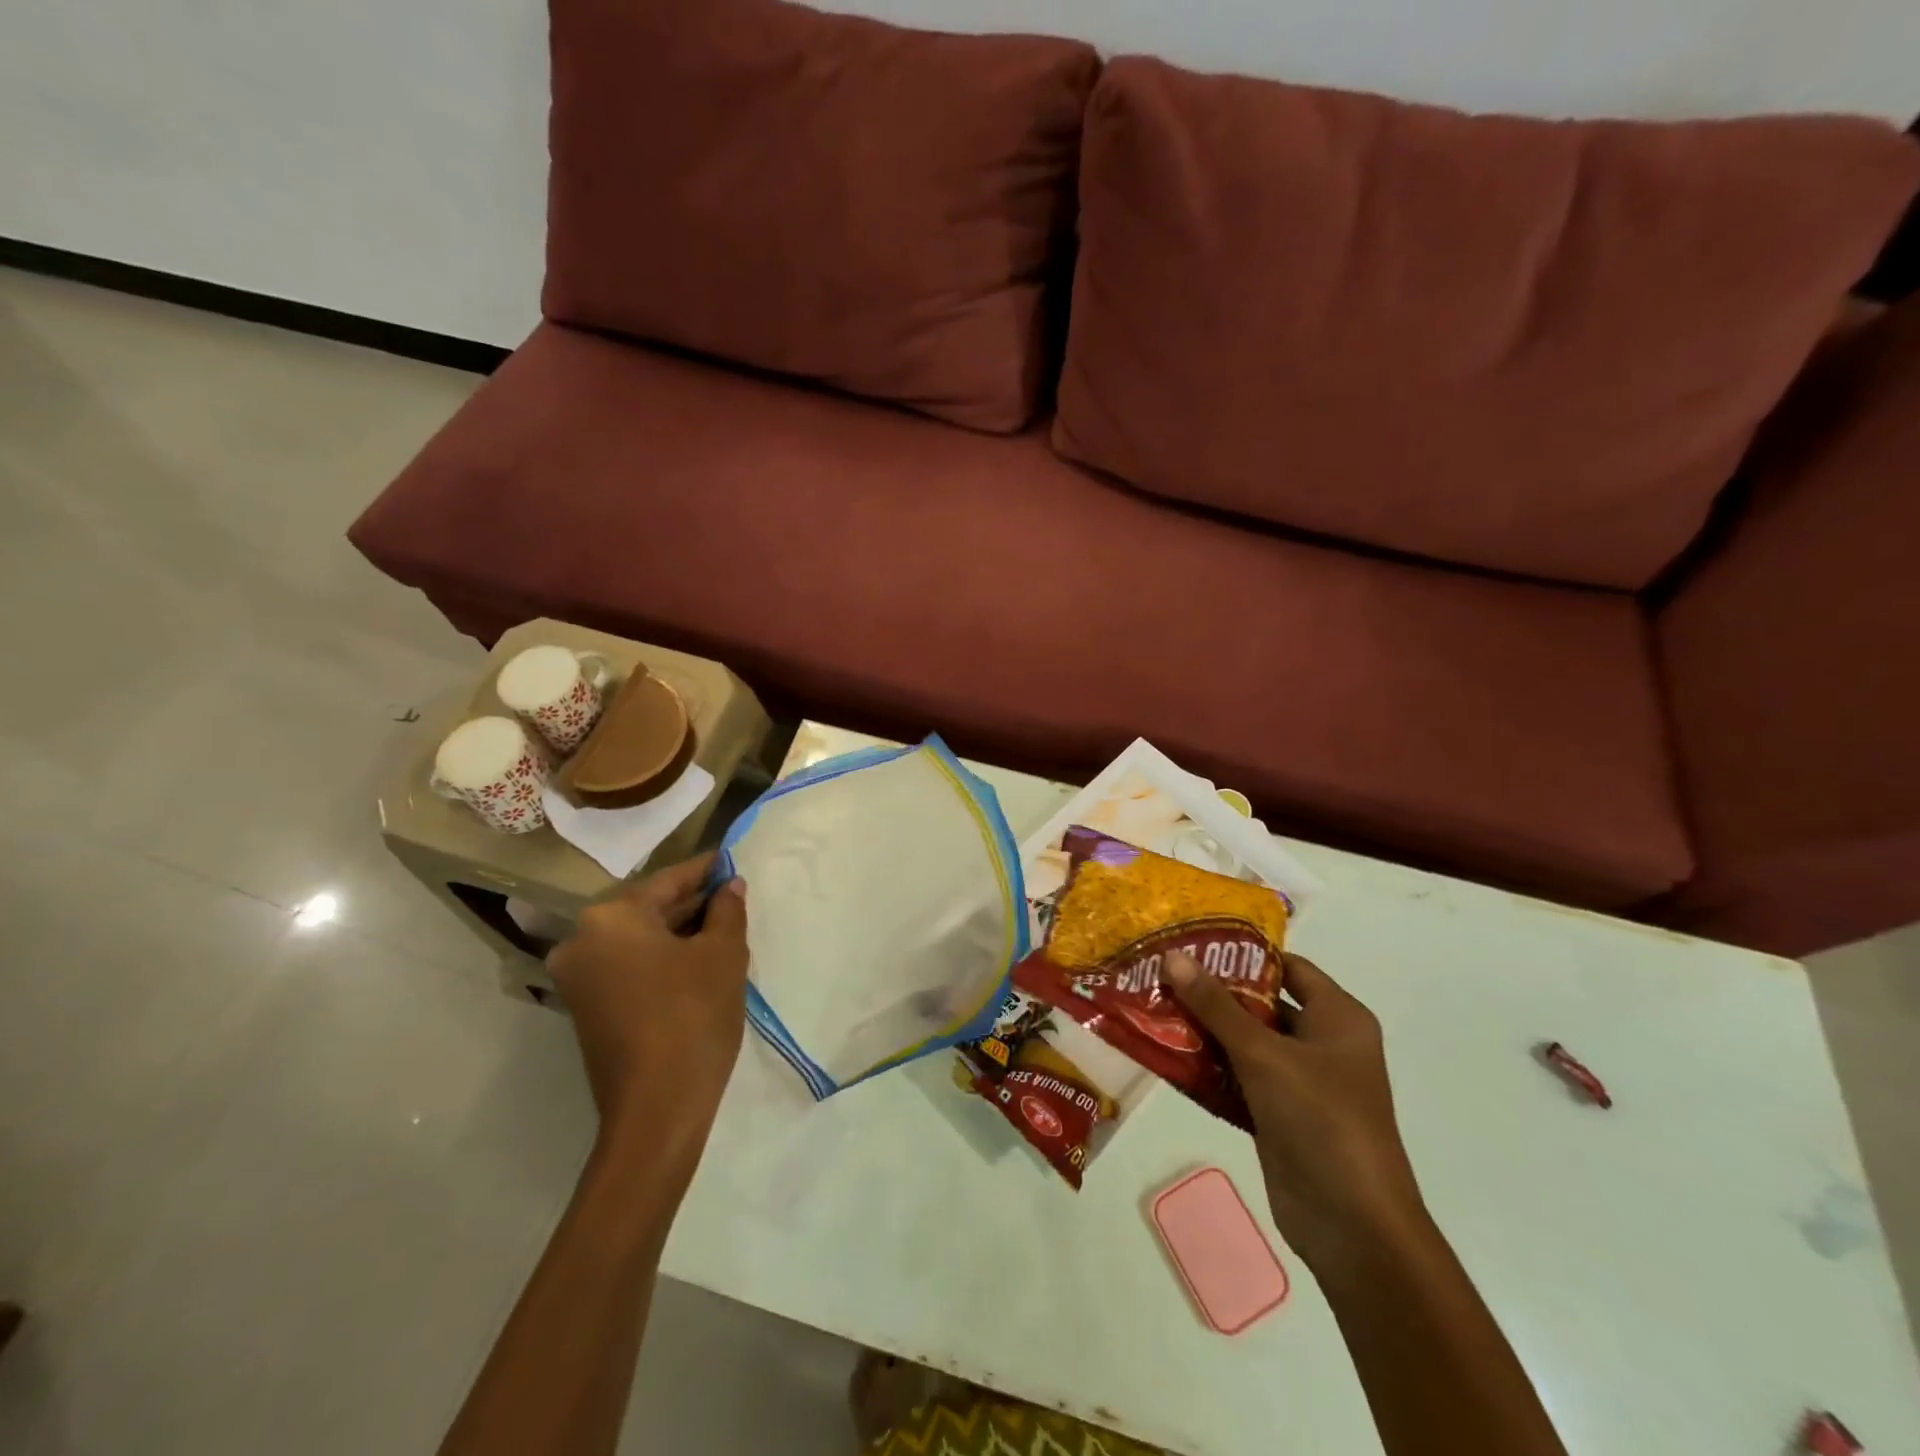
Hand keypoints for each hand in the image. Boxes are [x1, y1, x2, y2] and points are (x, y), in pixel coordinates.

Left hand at [547, 853, 749, 1168]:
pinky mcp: (586, 1008)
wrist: (656, 1109)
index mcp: (610, 918)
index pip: (668, 880)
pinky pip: (629, 965)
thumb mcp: (723, 954)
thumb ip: (727, 910)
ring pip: (639, 939)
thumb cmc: (693, 1016)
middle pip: (648, 908)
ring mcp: (579, 978)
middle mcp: (582, 940)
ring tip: (723, 926)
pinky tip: (697, 959)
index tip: (731, 861)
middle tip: (733, 896)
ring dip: (679, 931)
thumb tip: (729, 886)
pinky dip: (661, 958)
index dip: (705, 870)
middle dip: (692, 903)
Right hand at [1166, 950, 1426, 1265]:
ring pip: (1246, 1042)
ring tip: (1154, 1007)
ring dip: (1205, 1030)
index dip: (1242, 955)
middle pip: (1262, 1004)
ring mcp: (1302, 1082)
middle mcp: (1323, 1043)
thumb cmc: (1321, 1121)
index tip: (1192, 944)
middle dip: (1213, 992)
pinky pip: (1240, 1078)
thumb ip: (1216, 1005)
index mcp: (1338, 1018)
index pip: (1287, 967)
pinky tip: (1168, 1055)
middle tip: (1161, 974)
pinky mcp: (1280, 1115)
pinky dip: (1209, 1068)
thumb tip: (1172, 956)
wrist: (1354, 1227)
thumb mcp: (1264, 1055)